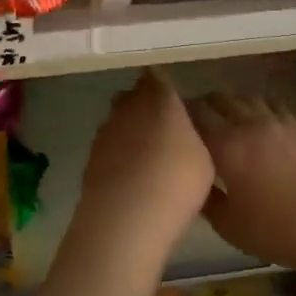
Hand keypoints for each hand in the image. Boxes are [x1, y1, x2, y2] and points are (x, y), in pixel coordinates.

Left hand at [77, 68, 215, 252]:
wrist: (126, 217)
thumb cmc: (176, 182)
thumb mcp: (204, 157)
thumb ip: (193, 134)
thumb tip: (185, 126)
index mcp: (160, 99)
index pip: (157, 77)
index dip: (162, 84)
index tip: (170, 95)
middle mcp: (129, 107)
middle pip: (134, 95)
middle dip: (145, 104)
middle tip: (162, 125)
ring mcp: (106, 130)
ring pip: (118, 119)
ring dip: (129, 129)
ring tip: (145, 154)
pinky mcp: (91, 155)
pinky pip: (108, 144)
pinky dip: (117, 152)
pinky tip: (129, 173)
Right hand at [188, 94, 295, 272]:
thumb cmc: (278, 231)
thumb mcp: (231, 226)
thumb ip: (206, 198)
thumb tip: (193, 181)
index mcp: (226, 145)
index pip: (194, 114)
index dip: (179, 114)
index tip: (170, 124)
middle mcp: (248, 123)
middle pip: (218, 99)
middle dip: (202, 106)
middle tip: (196, 125)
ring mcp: (277, 121)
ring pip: (244, 97)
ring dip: (230, 104)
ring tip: (226, 121)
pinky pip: (270, 103)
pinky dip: (257, 107)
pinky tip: (258, 122)